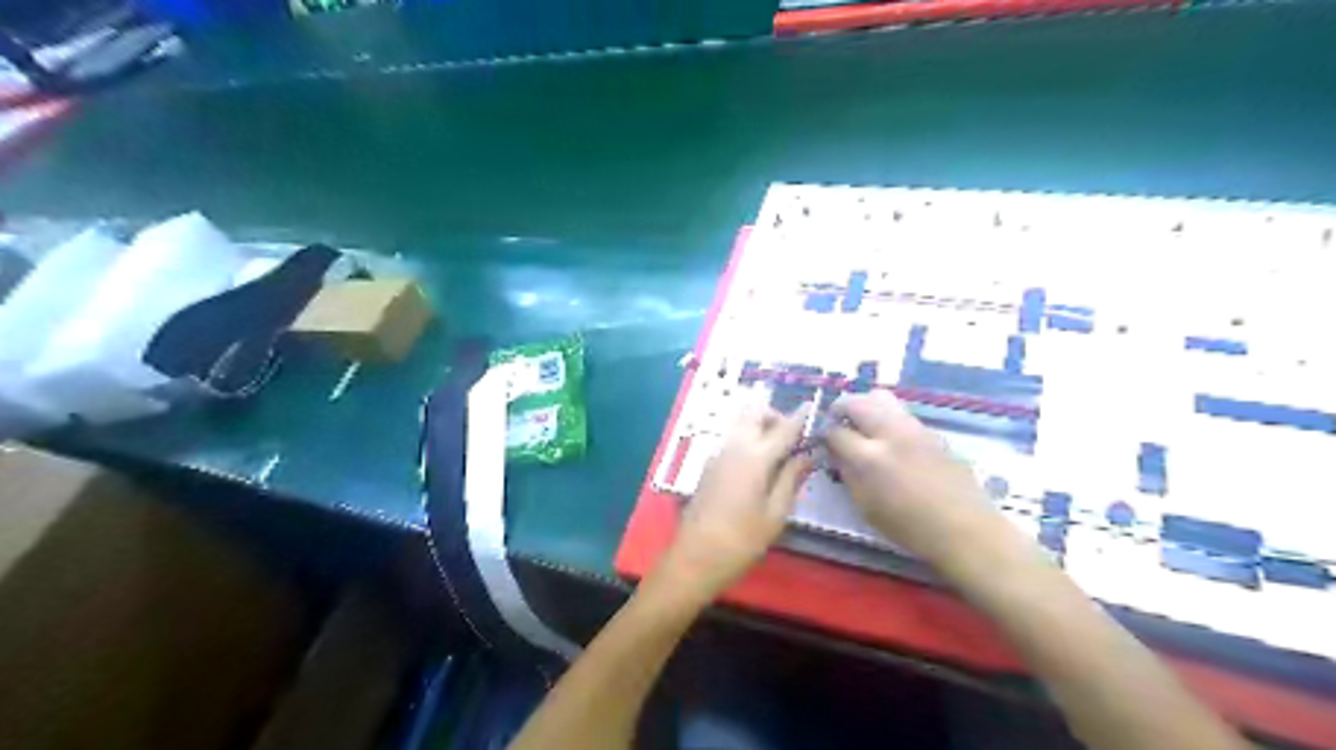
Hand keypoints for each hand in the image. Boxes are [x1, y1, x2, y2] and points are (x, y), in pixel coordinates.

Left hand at [660, 402, 812, 599]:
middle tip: (793, 437)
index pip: (783, 428)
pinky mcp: (709, 466)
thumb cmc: (742, 541)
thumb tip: (806, 455)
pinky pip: (732, 440)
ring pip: (741, 424)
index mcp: (755, 457)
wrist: (694, 557)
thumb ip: (791, 479)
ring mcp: (718, 455)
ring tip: (779, 451)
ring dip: (760, 426)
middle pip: (755, 413)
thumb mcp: (776, 514)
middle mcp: (734, 447)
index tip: (812, 405)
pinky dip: (748, 439)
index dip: (800, 417)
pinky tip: (759, 464)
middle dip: (775, 416)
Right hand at [826, 390, 1013, 571]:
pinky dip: (886, 416)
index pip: (836, 431)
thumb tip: (836, 453)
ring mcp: (913, 428)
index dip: (825, 435)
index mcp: (869, 457)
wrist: (964, 529)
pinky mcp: (931, 431)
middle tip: (838, 423)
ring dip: (865, 406)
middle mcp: (890, 433)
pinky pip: (901, 411)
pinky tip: (889, 438)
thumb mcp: (865, 506)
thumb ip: (847, 474)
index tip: (825, 442)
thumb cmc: (909, 527)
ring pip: (881, 397)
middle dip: (841, 408)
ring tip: (863, 425)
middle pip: (857, 401)